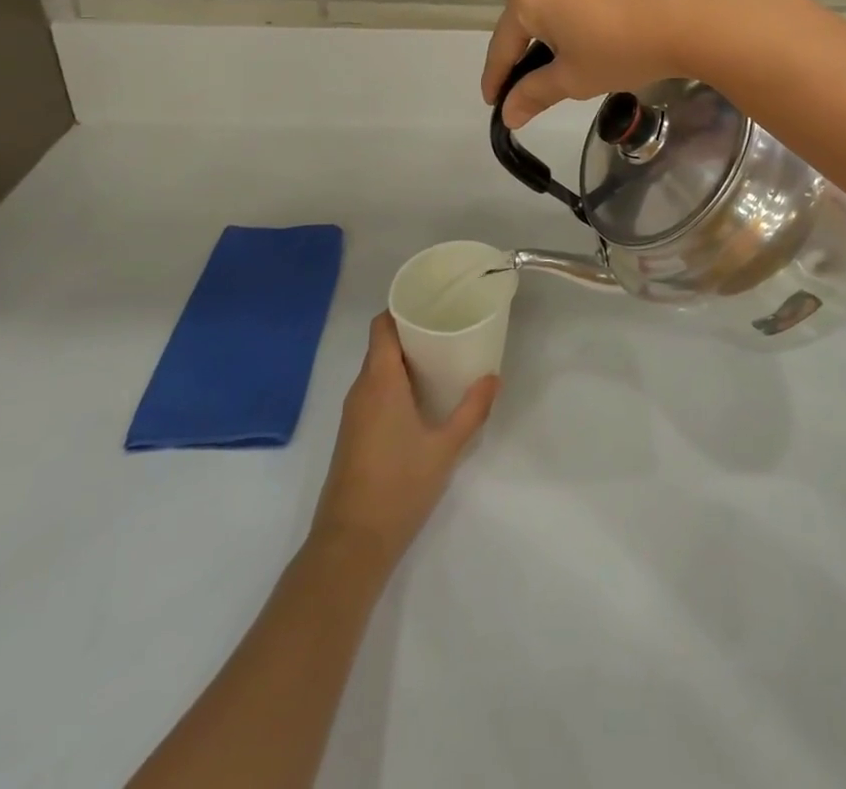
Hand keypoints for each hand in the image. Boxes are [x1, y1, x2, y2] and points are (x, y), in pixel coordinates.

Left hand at [310, 313, 497, 571]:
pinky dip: (396, 382)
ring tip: (441, 357)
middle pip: (381, 345)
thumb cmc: (399, 486)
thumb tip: (494, 377)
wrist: (351, 544)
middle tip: (448, 327)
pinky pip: (374, 391)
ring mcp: (353, 414)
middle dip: (411, 332)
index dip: (402, 308)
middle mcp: (361, 390)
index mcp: (379, 381)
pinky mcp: (353, 434)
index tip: (431, 302)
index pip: (382, 326)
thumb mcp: (445, 447)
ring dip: (404, 359)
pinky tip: (422, 396)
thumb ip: (472, 410)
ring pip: (377, 370)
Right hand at [480, 0, 774, 127]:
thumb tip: (507, 114)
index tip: (494, 98)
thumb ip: (535, 93)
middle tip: (565, 62)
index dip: (498, 75)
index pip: (505, 42)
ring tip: (606, 25)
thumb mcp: (577, 80)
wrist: (699, 11)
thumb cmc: (627, 50)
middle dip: (545, 34)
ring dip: (577, 0)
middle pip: (539, 4)